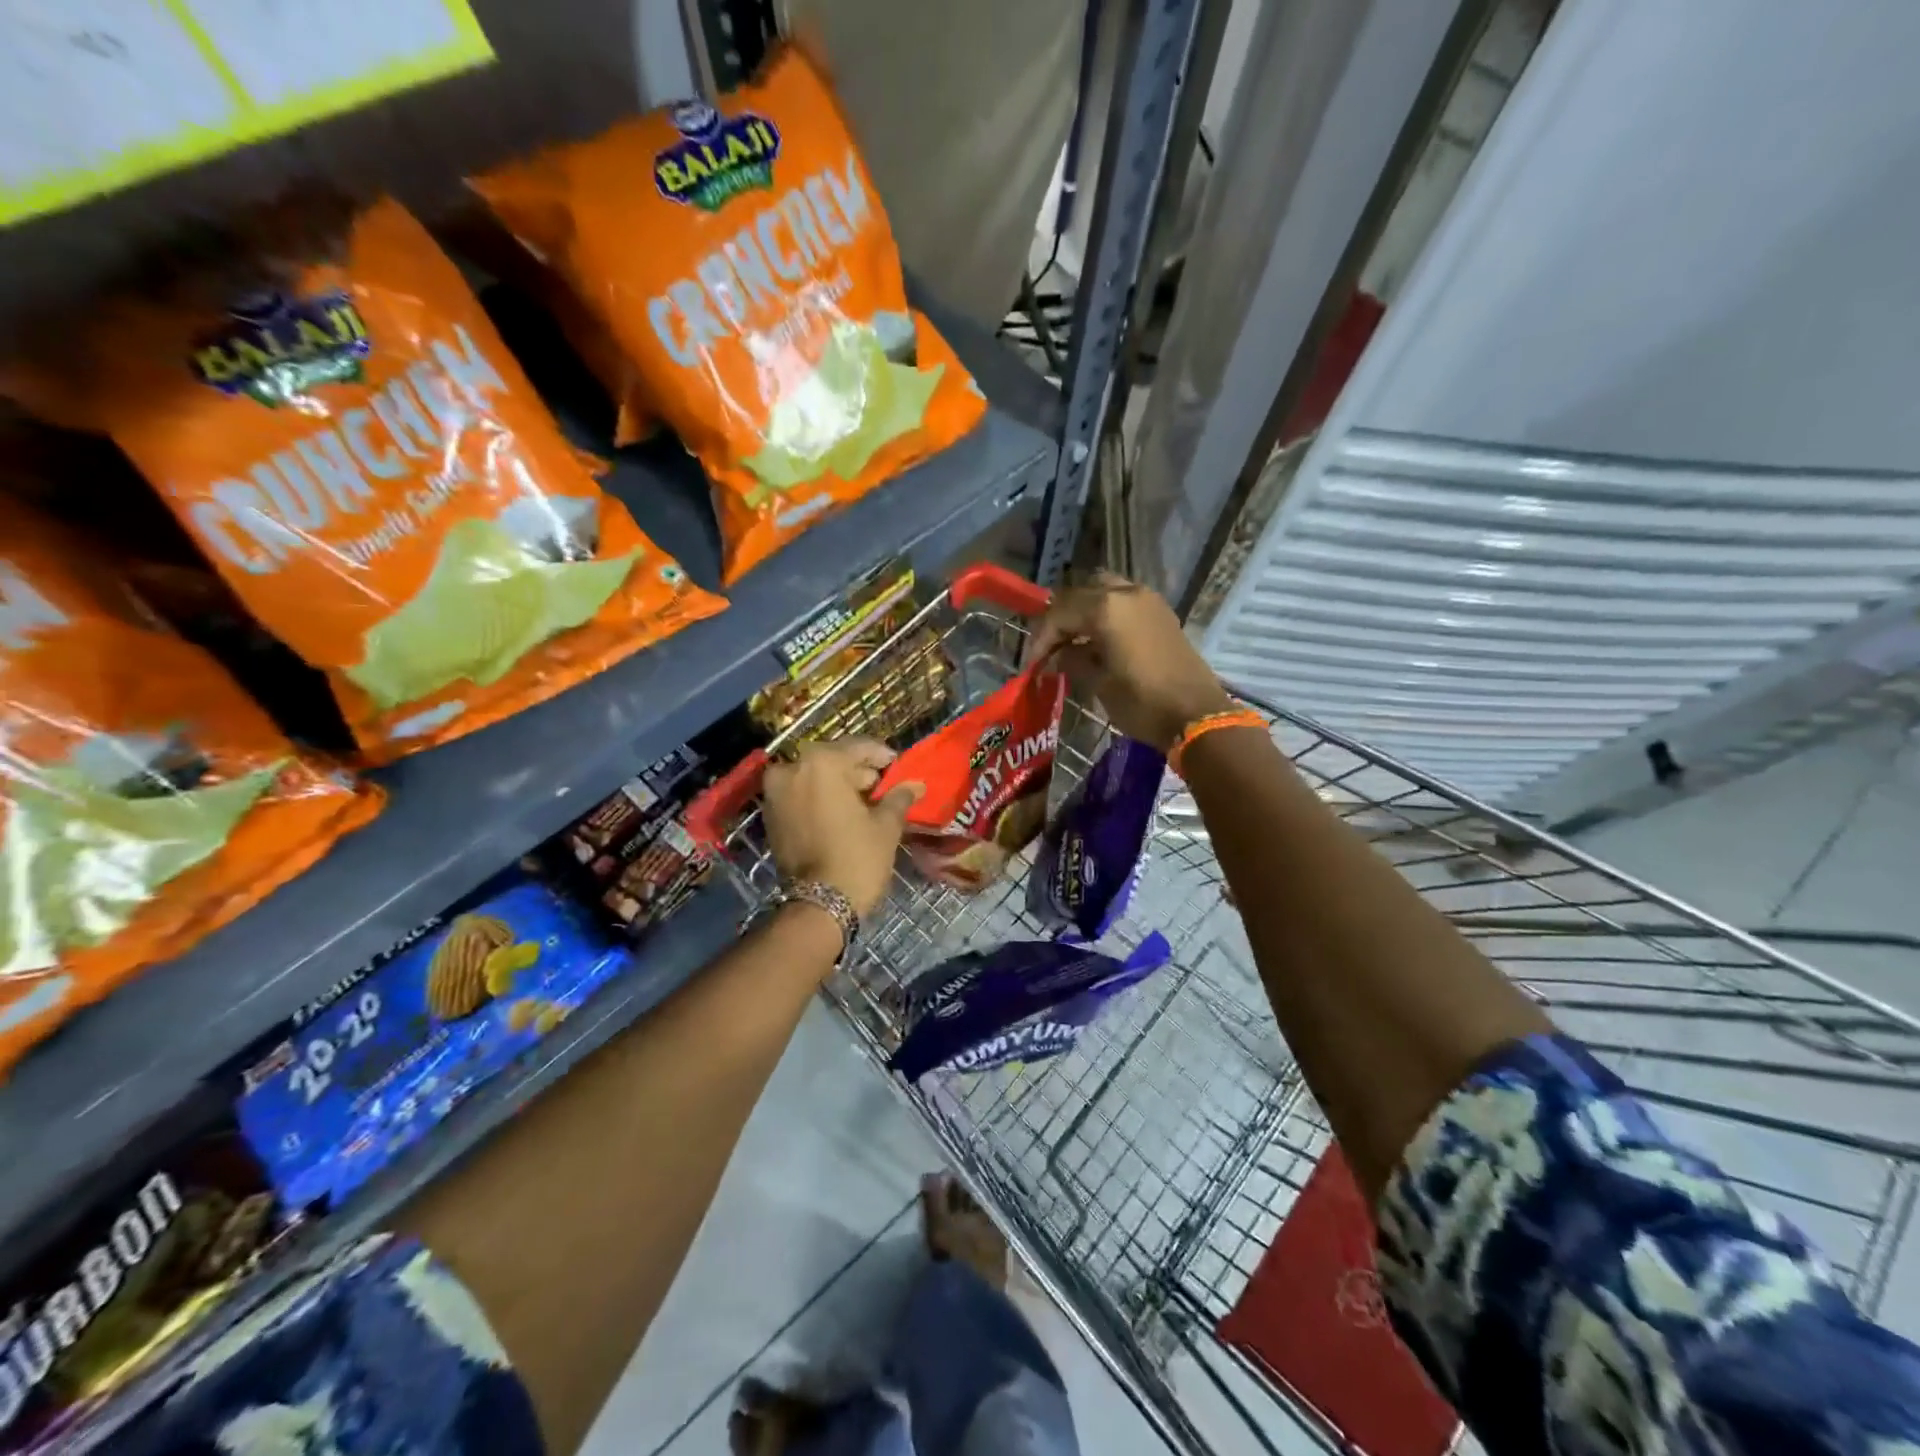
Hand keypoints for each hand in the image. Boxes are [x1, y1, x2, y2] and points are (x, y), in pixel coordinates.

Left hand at [762, 738, 922, 916]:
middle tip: (881, 787)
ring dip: (836, 785)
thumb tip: (916, 785)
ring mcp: (776, 793)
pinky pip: (799, 796)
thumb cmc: (858, 858)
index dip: (881, 755)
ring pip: (813, 777)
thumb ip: (898, 798)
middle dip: (856, 771)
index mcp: (822, 763)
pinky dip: (818, 799)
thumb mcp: (886, 825)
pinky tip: (840, 814)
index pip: (858, 747)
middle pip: (832, 760)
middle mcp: (792, 769)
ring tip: (863, 803)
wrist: (819, 905)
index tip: (896, 765)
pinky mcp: (770, 816)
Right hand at [1027, 572, 1232, 753]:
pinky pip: (1124, 601)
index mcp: (1106, 608)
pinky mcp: (1162, 614)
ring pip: (1104, 591)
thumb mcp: (1099, 683)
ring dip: (1085, 611)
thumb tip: (1058, 657)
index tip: (1033, 663)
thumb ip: (1074, 661)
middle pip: (1081, 593)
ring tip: (1074, 640)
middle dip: (1061, 618)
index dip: (1042, 637)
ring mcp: (1148, 600)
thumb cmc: (1142, 702)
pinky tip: (1099, 641)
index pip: (1060, 613)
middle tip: (1051, 646)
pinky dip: (1106, 614)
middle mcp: (1127, 593)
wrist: (1197, 715)